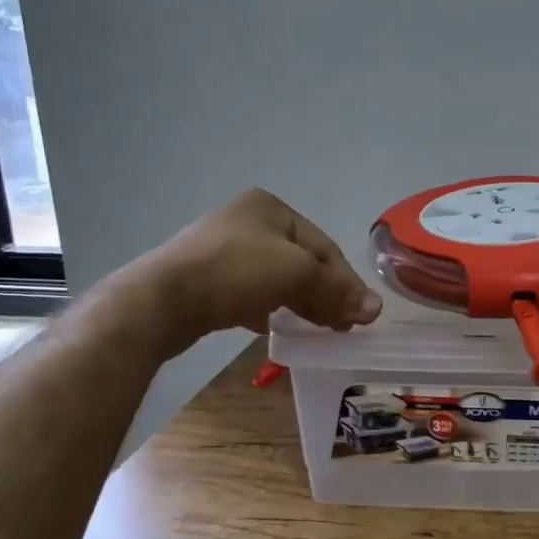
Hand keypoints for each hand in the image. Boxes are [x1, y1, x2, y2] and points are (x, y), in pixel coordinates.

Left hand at [129, 189, 382, 341]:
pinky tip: (276, 327)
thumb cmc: (236, 272)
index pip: (324, 247)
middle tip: (344, 326)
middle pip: (301, 262)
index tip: (364, 316)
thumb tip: (376, 309)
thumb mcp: (296, 273)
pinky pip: (251, 292)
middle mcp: (248, 222)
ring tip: (319, 329)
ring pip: (277, 278)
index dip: (348, 283)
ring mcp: (223, 250)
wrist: (162, 300)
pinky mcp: (207, 279)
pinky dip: (270, 308)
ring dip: (301, 303)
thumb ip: (337, 289)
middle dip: (326, 293)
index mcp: (271, 208)